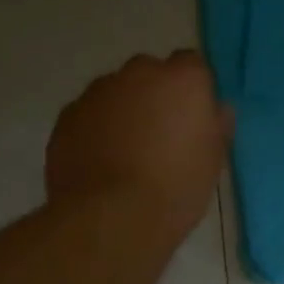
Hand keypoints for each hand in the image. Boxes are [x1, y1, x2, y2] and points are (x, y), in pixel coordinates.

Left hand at [47, 50, 230, 240]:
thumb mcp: (212, 164)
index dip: (191, 93)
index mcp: (183, 80)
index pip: (192, 66)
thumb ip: (215, 127)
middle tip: (158, 140)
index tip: (191, 122)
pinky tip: (99, 166)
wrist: (111, 217)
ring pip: (114, 94)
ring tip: (124, 158)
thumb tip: (216, 110)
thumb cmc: (175, 191)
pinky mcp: (67, 117)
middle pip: (149, 74)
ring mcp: (97, 92)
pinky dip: (94, 132)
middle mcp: (138, 73)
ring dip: (121, 114)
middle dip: (153, 98)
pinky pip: (87, 117)